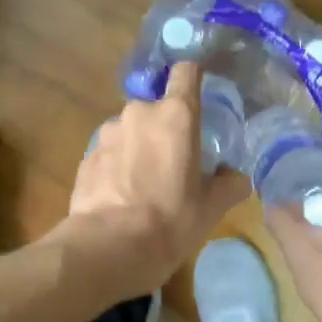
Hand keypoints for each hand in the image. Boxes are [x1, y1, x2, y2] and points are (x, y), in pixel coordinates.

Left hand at [63, 62, 248, 294]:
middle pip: (157, 108)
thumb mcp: (211, 208)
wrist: (108, 248)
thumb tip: (236, 177)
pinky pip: (109, 152)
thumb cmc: (170, 222)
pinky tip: (121, 196)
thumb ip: (229, 185)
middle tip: (174, 163)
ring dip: (138, 147)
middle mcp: (139, 113)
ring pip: (130, 130)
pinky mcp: (86, 156)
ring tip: (144, 184)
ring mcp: (107, 133)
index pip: (186, 73)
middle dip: (165, 129)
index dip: (193, 78)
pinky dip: (117, 165)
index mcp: (176, 116)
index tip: (198, 95)